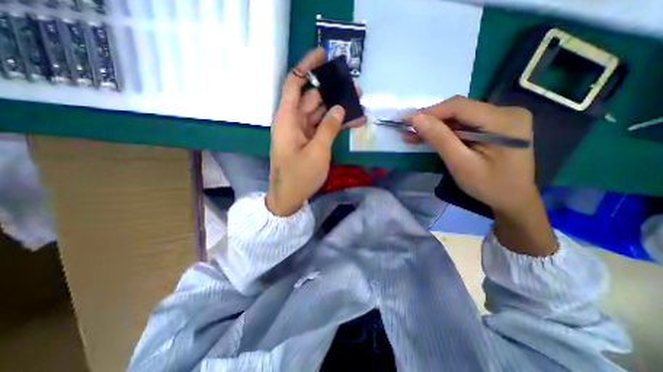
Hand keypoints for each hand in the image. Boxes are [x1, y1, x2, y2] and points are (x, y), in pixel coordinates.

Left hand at [266, 48, 364, 215]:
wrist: (289, 198)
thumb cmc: (299, 176)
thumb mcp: (317, 152)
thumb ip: (329, 128)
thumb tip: (340, 108)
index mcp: (287, 119)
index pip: (294, 84)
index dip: (307, 66)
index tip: (324, 54)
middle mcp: (293, 121)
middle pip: (312, 97)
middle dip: (333, 91)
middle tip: (355, 88)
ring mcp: (301, 131)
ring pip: (320, 112)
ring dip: (338, 108)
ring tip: (359, 103)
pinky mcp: (308, 141)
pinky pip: (322, 126)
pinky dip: (335, 124)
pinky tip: (353, 121)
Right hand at [407, 96, 534, 214]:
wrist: (513, 200)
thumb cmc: (489, 186)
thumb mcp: (461, 164)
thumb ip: (440, 139)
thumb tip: (416, 118)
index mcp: (504, 120)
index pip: (459, 107)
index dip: (430, 112)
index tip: (407, 121)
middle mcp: (506, 112)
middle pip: (459, 110)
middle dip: (431, 121)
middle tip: (409, 131)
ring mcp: (501, 118)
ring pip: (459, 117)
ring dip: (436, 127)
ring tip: (414, 136)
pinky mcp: (494, 126)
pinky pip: (464, 124)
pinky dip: (445, 131)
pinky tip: (431, 137)